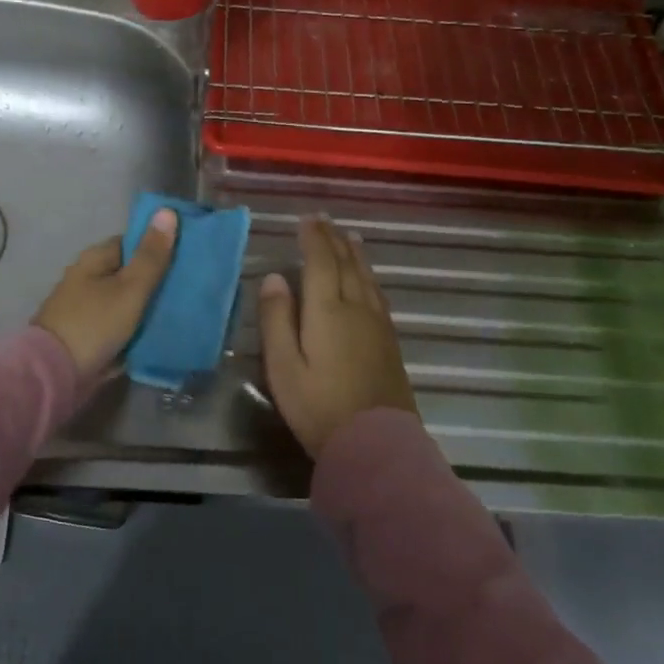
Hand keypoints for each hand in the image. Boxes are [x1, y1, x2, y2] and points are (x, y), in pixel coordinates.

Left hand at [35, 208, 178, 376]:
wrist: (54, 375)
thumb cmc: (95, 323)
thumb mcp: (130, 288)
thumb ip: (151, 254)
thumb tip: (166, 211)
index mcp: (94, 259)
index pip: (132, 242)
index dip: (158, 246)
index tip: (186, 257)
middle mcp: (87, 278)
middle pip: (129, 273)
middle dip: (156, 280)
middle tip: (189, 288)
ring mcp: (85, 308)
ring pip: (126, 301)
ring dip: (147, 307)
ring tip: (182, 311)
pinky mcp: (87, 335)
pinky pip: (119, 326)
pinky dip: (135, 328)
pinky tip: (158, 334)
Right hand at [259, 216, 416, 456]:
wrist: (376, 444)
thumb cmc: (319, 407)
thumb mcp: (283, 367)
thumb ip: (277, 319)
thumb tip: (274, 277)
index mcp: (327, 310)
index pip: (320, 261)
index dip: (313, 238)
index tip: (306, 219)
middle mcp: (356, 308)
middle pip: (345, 264)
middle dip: (333, 239)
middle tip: (325, 220)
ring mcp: (377, 324)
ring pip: (366, 277)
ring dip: (355, 254)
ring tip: (349, 238)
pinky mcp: (389, 342)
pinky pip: (378, 295)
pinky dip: (369, 277)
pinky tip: (368, 280)